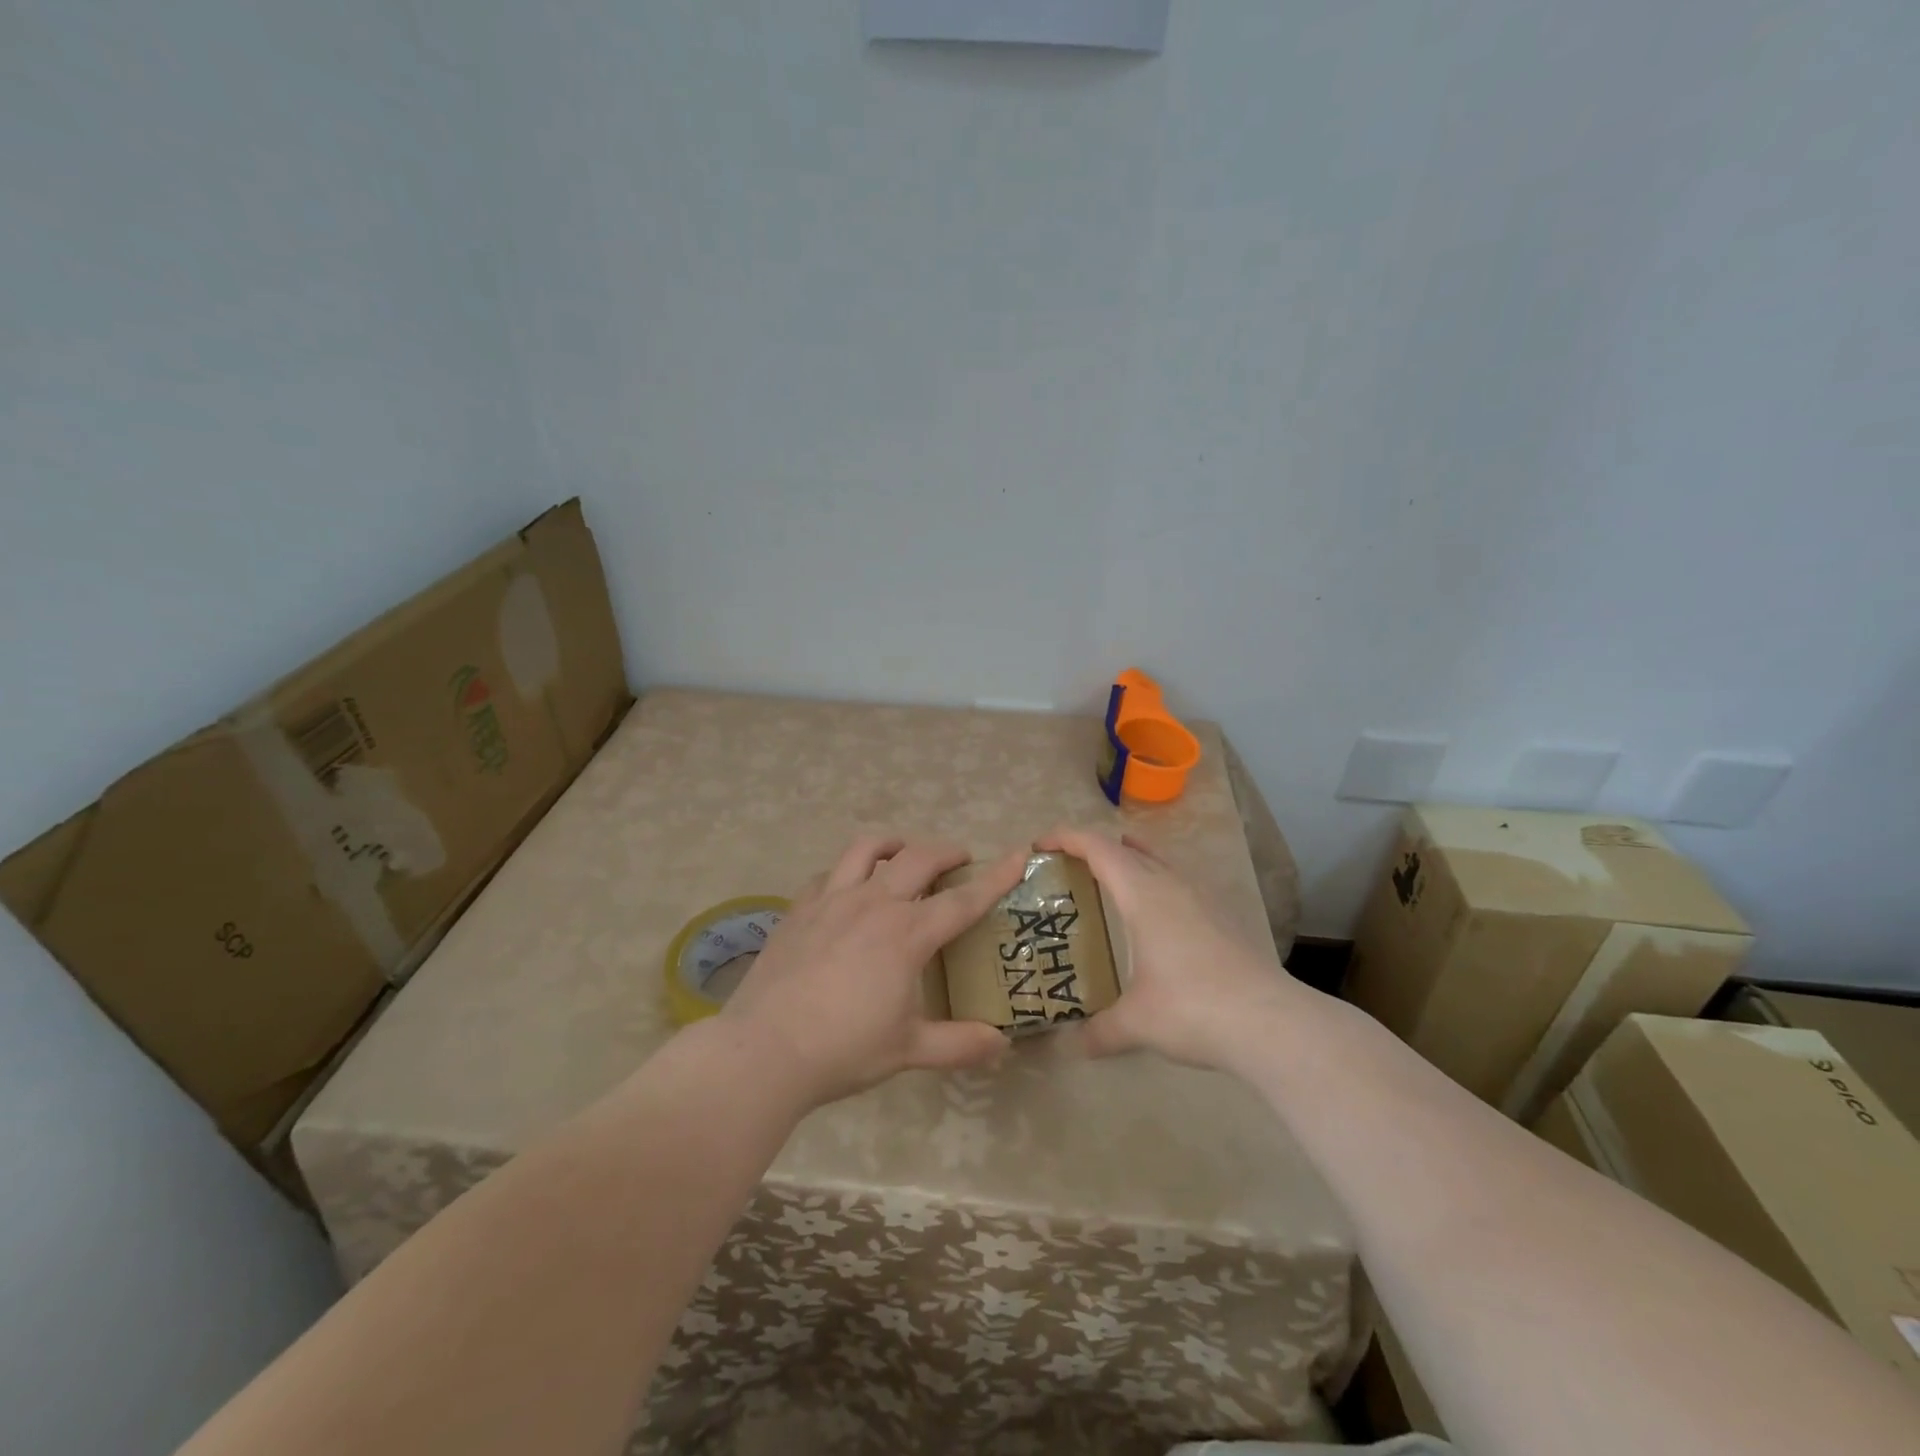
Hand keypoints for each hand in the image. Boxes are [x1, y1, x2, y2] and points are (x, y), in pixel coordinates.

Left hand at [718, 836, 1027, 1105]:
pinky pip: (829, 873)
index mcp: (907, 935)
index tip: (1019, 853)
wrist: (764, 1050)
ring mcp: (832, 900)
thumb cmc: (843, 1050)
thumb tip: (1001, 1045)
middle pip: (918, 858)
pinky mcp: (799, 908)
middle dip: (946, 851)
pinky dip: (849, 871)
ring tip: (903, 853)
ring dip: (894, 844)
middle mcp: (874, 904)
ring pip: (868, 849)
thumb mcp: (908, 1050)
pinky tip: (849, 889)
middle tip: (960, 860)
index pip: (963, 900)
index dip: (996, 876)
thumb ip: (959, 1044)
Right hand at [1039, 826, 1303, 1069]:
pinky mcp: (1222, 917)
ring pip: (1159, 861)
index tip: (1040, 844)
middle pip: (1127, 847)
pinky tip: (1154, 917)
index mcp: (1144, 895)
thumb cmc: (1194, 1009)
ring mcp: (1202, 898)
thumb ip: (1100, 1031)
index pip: (1099, 848)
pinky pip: (1178, 882)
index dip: (1067, 838)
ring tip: (1107, 881)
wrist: (1272, 1023)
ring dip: (1129, 860)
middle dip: (1094, 848)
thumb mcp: (1137, 1024)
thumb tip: (1072, 1046)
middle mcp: (1172, 885)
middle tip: (1067, 867)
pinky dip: (1154, 882)